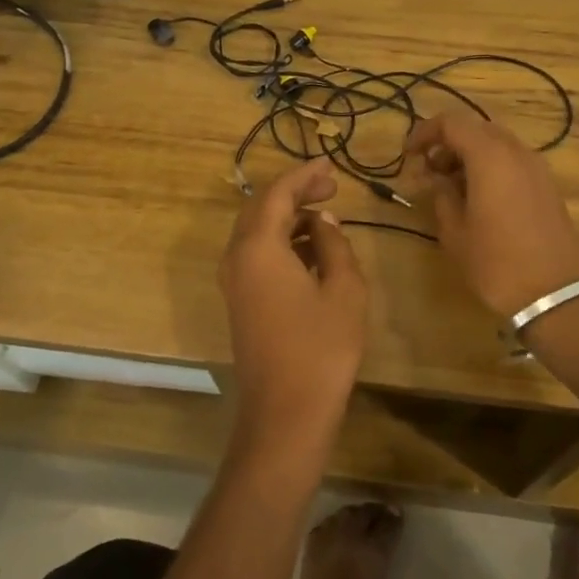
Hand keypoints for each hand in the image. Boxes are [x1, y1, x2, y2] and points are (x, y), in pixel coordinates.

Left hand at [218, 158, 367, 463]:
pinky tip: (312, 249)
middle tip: (331, 186)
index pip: (278, 193)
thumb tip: (322, 222)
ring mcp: (234, 281)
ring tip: (326, 213)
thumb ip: (333, 244)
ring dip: (289, 217)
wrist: (285, 413)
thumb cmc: (321, 348)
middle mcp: (237, 257)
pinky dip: (282, 241)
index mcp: (259, 246)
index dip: (305, 174)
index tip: (332, 164)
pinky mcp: (239, 301)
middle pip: (261, 208)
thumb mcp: (343, 289)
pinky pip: (256, 254)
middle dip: (295, 192)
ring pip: (257, 231)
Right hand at [407, 113, 578, 318]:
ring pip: (496, 143)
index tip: (408, 155)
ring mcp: (537, 167)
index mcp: (490, 156)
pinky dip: (490, 166)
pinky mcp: (548, 186)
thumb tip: (434, 178)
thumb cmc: (497, 263)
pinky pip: (512, 161)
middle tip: (427, 171)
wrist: (556, 295)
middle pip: (475, 128)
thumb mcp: (455, 232)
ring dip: (469, 155)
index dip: (424, 133)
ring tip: (450, 186)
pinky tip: (478, 197)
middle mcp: (516, 152)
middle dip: (447, 143)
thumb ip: (440, 195)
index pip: (451, 123)